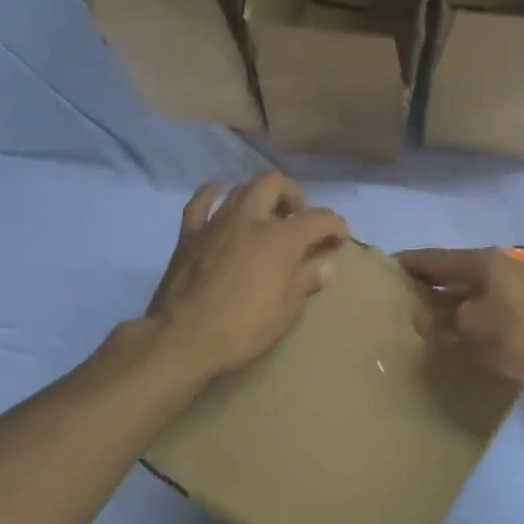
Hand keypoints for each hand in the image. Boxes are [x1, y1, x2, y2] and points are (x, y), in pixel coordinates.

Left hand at [145, 173, 348, 381]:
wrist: (183, 339)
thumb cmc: (243, 329)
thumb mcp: (287, 311)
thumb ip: (308, 279)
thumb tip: (327, 264)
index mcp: (280, 238)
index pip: (319, 218)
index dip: (335, 226)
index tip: (340, 240)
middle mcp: (249, 219)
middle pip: (275, 183)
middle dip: (293, 196)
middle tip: (297, 220)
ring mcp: (216, 222)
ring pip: (241, 189)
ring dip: (259, 197)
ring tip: (265, 219)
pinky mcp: (188, 234)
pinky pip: (201, 202)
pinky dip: (214, 195)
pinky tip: (220, 197)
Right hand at [396, 247, 523, 394]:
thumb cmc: (518, 334)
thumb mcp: (470, 328)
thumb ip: (441, 319)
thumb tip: (422, 316)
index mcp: (483, 261)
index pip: (435, 258)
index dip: (409, 262)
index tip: (386, 266)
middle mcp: (501, 264)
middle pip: (455, 269)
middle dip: (430, 280)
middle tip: (403, 292)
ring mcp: (519, 283)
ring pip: (474, 286)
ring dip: (451, 297)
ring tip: (428, 310)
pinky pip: (489, 301)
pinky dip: (471, 309)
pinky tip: (462, 325)